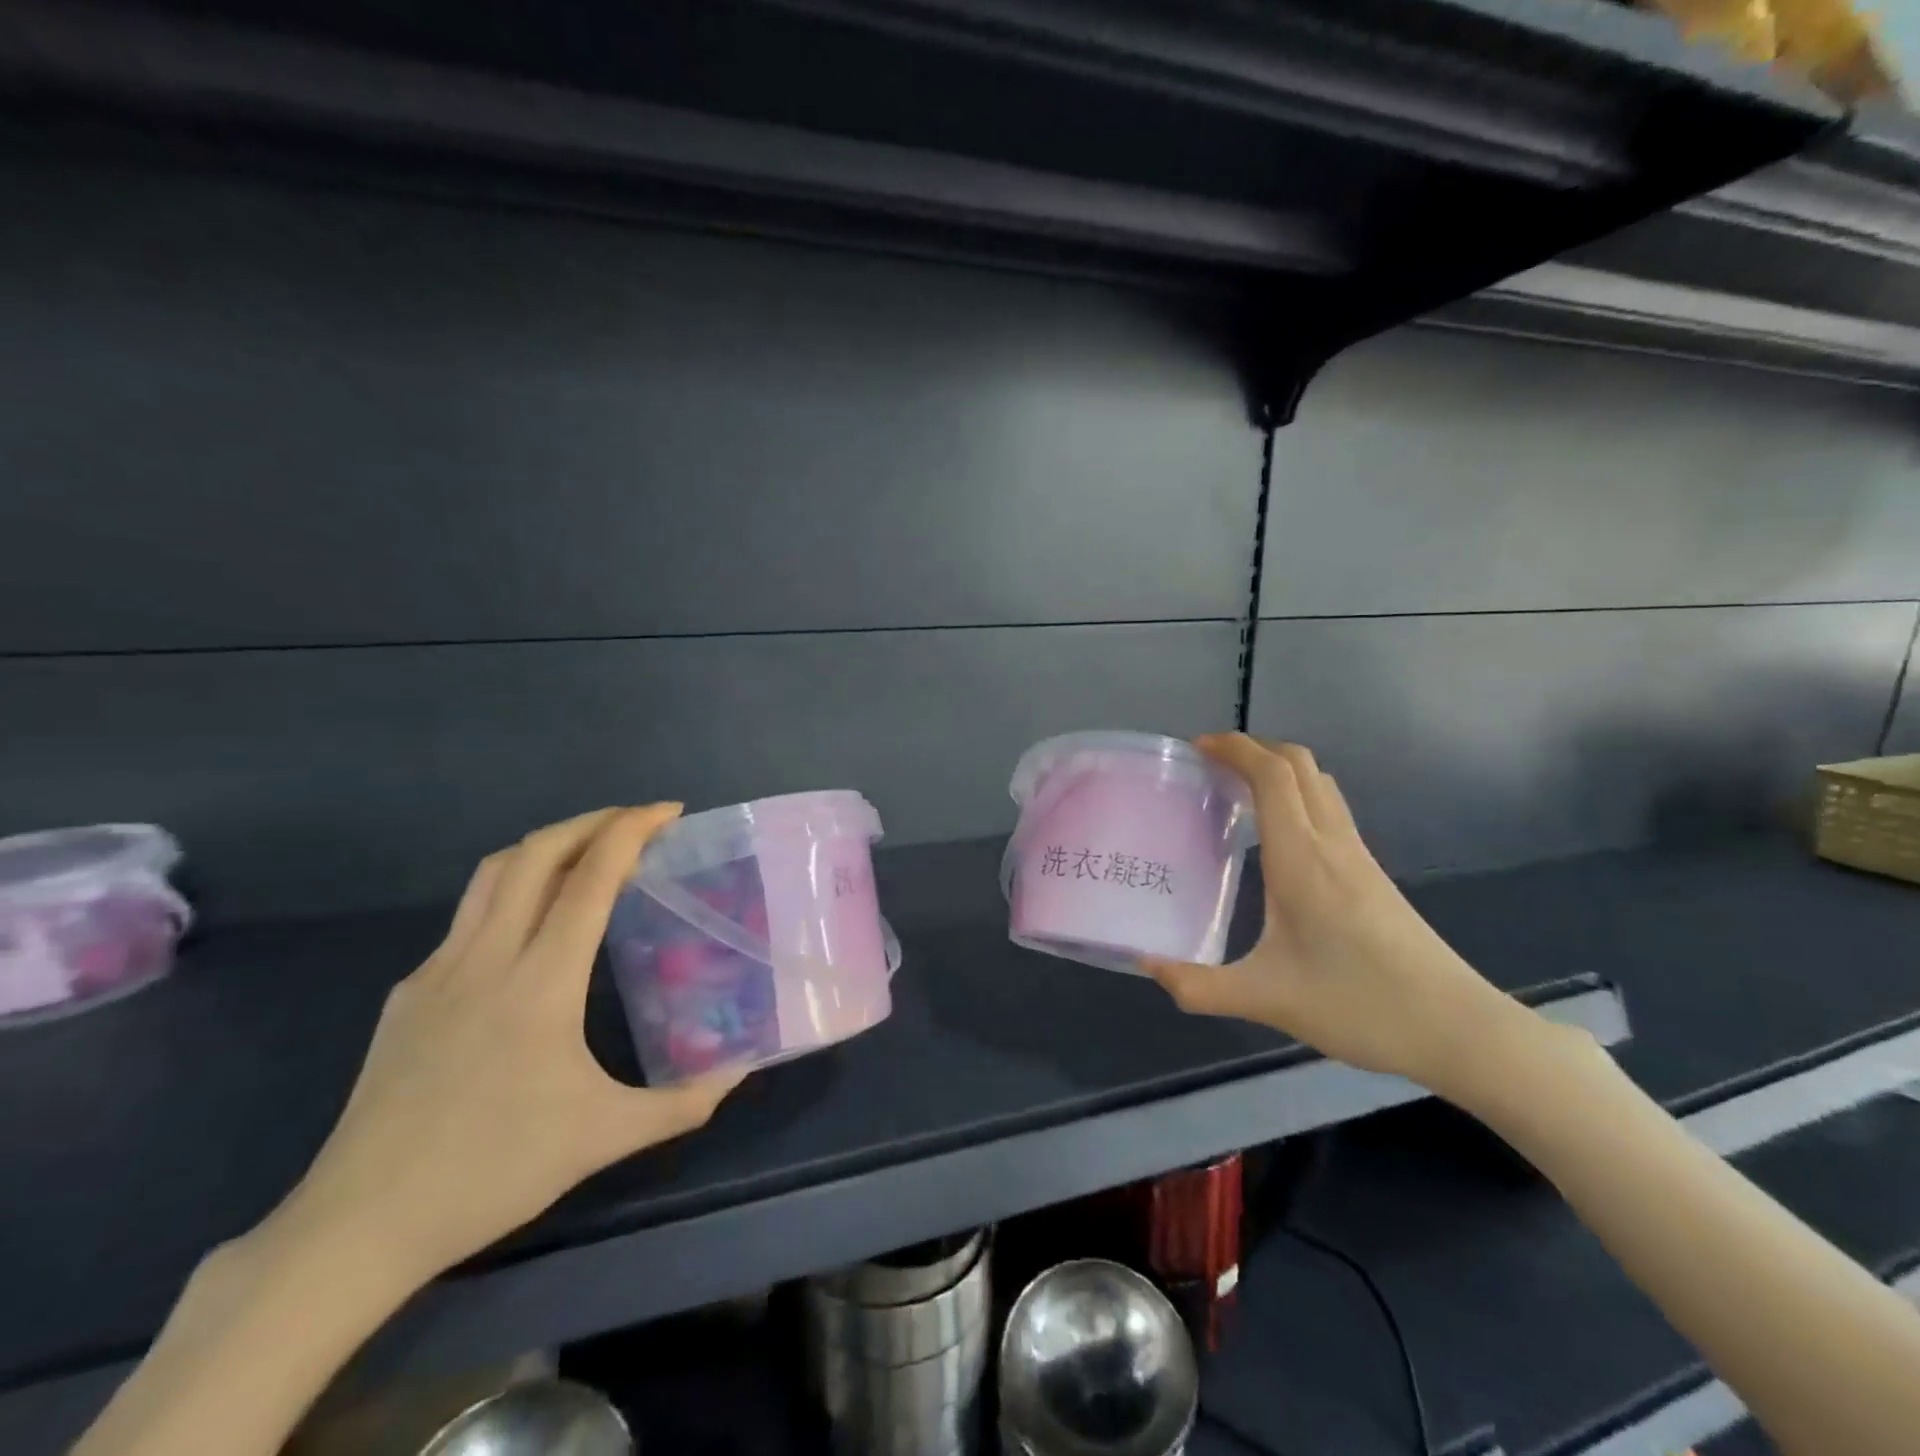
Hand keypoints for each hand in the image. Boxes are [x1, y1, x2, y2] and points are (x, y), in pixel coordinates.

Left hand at [265, 805, 742, 1285]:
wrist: (358, 1226)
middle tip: (638, 821)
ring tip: (589, 853)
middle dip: (592, 821)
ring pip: (493, 875)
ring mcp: (438, 971)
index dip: (631, 831)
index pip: (590, 878)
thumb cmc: (493, 1171)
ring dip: (547, 846)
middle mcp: (487, 957)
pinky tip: (531, 932)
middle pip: (537, 853)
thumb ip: (681, 1103)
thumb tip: (739, 1072)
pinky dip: (512, 893)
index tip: (669, 812)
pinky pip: (468, 918)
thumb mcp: (603, 1138)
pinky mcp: (409, 994)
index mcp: (540, 981)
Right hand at [1143, 736, 1518, 1095]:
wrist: (1459, 1030)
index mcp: (1302, 858)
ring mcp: (1358, 856)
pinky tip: (1277, 837)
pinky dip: (1297, 795)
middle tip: (1210, 764)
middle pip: (1299, 764)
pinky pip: (1330, 808)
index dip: (1234, 748)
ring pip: (1319, 783)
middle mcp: (1332, 843)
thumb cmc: (1360, 1005)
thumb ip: (1199, 986)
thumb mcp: (1267, 1000)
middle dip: (1253, 748)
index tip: (1196, 747)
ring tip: (1238, 790)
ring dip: (1278, 769)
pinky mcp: (1372, 874)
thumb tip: (1147, 966)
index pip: (1272, 775)